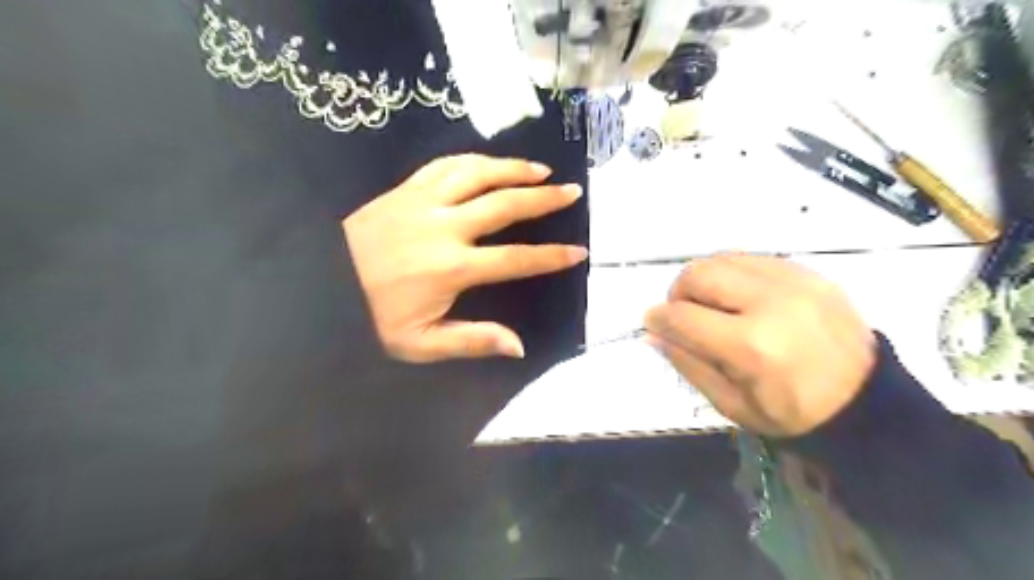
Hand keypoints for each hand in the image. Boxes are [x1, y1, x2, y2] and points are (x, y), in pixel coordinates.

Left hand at [345, 154, 584, 361]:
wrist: (317, 284)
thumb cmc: (370, 316)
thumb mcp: (418, 343)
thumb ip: (471, 341)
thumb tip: (517, 345)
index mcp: (452, 268)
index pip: (515, 259)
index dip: (550, 256)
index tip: (578, 252)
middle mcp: (444, 227)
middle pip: (504, 204)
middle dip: (544, 199)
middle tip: (572, 192)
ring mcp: (423, 201)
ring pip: (478, 174)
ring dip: (513, 169)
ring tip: (541, 170)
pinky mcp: (405, 188)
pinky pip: (446, 164)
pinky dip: (474, 159)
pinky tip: (491, 162)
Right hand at [643, 254, 869, 435]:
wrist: (868, 403)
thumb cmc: (793, 414)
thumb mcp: (731, 404)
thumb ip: (687, 363)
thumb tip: (654, 332)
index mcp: (751, 346)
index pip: (684, 316)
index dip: (659, 317)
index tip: (653, 322)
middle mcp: (772, 303)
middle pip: (700, 273)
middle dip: (679, 291)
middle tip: (684, 312)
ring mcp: (795, 282)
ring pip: (724, 258)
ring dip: (706, 279)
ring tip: (713, 304)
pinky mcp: (811, 274)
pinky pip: (754, 259)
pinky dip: (735, 274)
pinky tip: (742, 298)